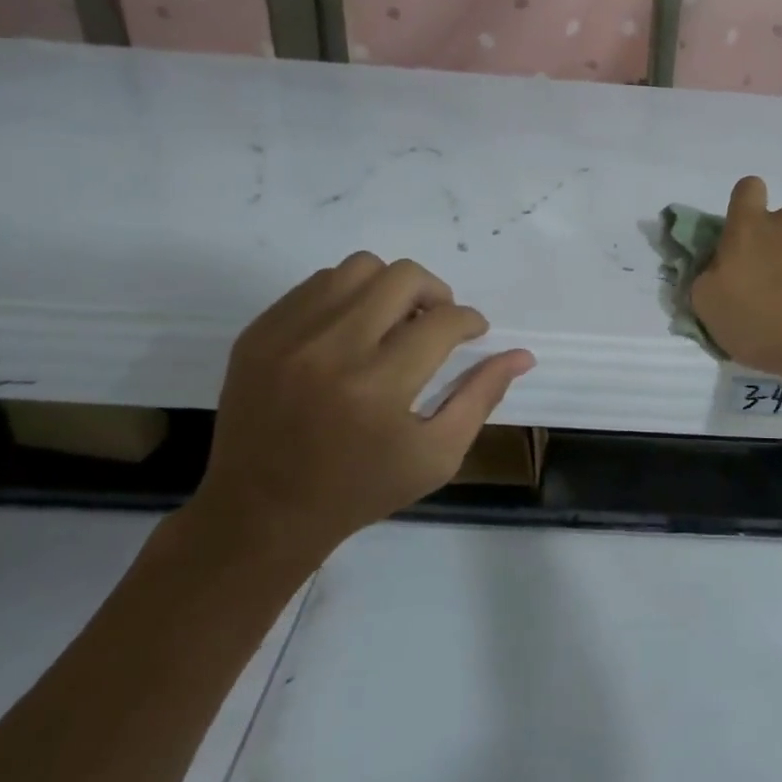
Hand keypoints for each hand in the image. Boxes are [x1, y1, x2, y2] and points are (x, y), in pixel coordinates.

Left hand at [190, 254, 534, 569]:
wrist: (260, 513)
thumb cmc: (361, 489)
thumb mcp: (437, 455)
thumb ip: (482, 397)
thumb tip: (522, 355)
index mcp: (379, 387)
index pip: (443, 321)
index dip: (470, 321)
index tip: (472, 334)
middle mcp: (332, 350)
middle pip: (403, 277)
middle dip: (435, 294)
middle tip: (436, 323)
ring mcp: (288, 336)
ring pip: (359, 268)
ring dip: (390, 288)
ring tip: (393, 321)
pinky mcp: (259, 333)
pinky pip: (317, 284)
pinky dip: (347, 297)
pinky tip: (352, 330)